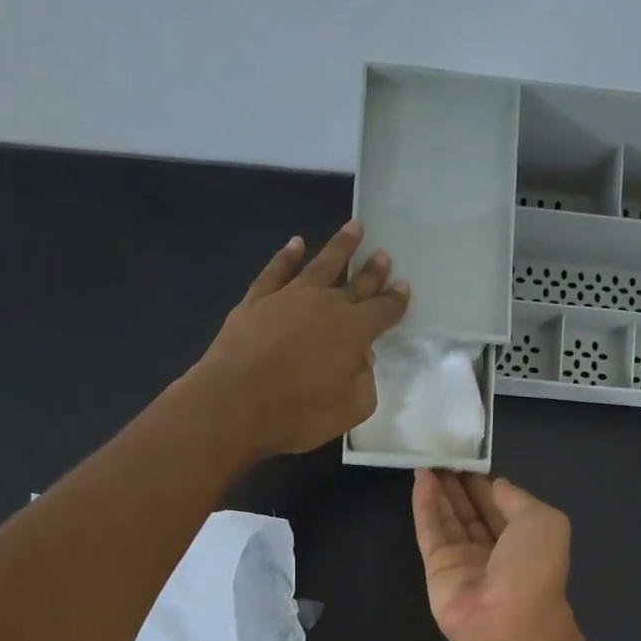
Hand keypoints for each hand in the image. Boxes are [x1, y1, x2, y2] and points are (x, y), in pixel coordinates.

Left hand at [187, 221, 409, 458]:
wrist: (236, 403)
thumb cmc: (299, 412)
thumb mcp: (350, 410)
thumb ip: (364, 383)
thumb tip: (361, 360)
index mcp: (354, 331)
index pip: (382, 310)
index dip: (395, 300)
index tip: (404, 286)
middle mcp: (326, 304)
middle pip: (356, 282)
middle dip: (372, 270)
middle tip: (383, 254)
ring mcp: (289, 297)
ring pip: (320, 264)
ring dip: (340, 246)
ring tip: (353, 228)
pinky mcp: (256, 301)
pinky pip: (276, 270)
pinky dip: (287, 256)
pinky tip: (295, 244)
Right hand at [412, 470, 574, 640]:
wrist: (507, 620)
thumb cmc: (533, 568)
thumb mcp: (543, 520)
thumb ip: (517, 499)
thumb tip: (496, 485)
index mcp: (524, 542)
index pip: (500, 507)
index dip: (485, 483)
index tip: (470, 458)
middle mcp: (493, 552)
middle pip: (471, 512)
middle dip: (459, 485)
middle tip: (443, 453)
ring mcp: (463, 561)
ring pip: (448, 518)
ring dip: (439, 489)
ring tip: (428, 458)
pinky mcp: (436, 569)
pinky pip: (429, 531)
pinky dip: (424, 504)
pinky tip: (419, 477)